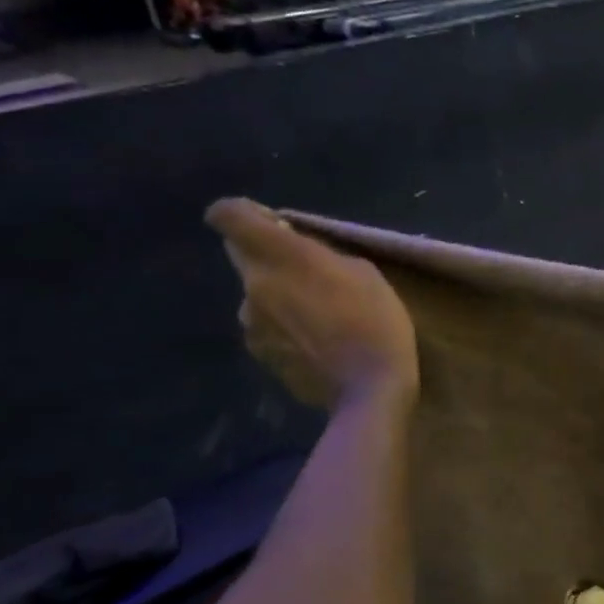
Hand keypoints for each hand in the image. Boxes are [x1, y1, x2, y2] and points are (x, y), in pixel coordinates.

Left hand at [206, 198, 417, 407]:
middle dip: (267, 254)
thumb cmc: (376, 321)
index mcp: (281, 256)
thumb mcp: (364, 271)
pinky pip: (264, 324)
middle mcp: (254, 285)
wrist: (368, 390)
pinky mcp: (257, 353)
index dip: (241, 212)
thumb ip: (321, 255)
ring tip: (320, 314)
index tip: (272, 224)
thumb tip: (298, 253)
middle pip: (241, 253)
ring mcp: (250, 323)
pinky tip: (316, 341)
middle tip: (309, 270)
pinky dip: (283, 325)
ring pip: (256, 292)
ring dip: (277, 293)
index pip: (227, 215)